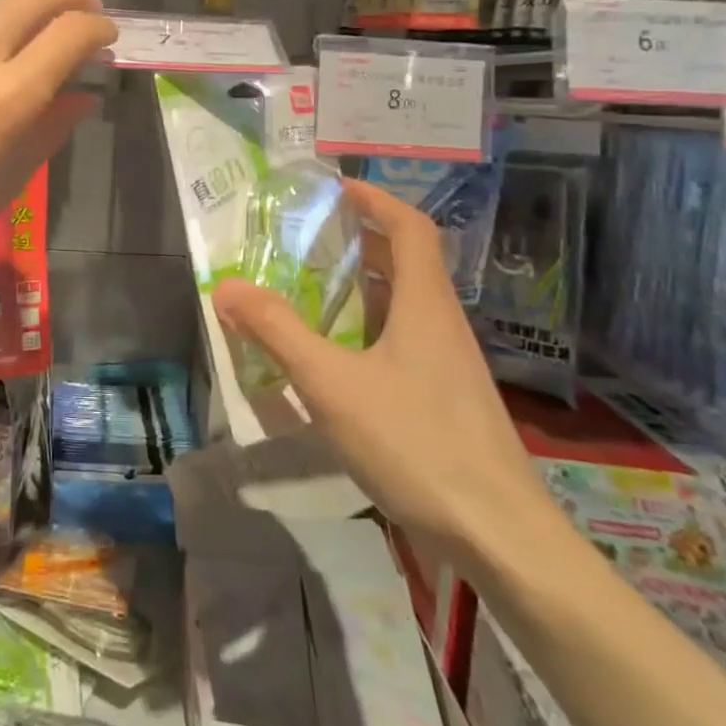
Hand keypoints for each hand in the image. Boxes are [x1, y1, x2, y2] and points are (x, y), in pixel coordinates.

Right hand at [212, 180, 550, 566]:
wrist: (499, 537)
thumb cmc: (416, 443)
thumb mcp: (332, 384)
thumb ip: (277, 332)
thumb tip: (227, 285)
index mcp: (425, 304)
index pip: (410, 228)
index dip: (374, 199)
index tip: (334, 188)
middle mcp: (442, 324)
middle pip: (407, 261)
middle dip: (360, 240)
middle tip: (309, 237)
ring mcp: (450, 364)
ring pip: (405, 304)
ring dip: (364, 286)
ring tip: (314, 289)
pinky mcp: (447, 399)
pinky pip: (405, 341)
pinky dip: (370, 329)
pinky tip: (339, 358)